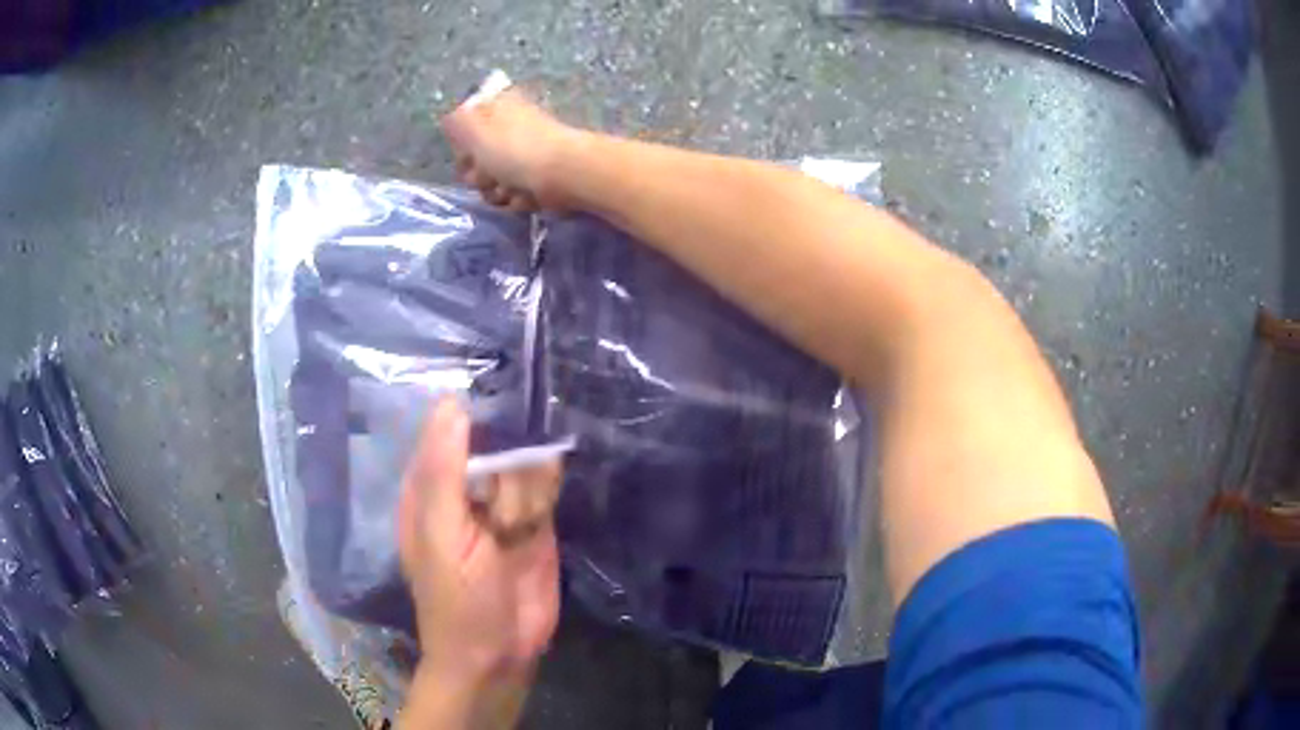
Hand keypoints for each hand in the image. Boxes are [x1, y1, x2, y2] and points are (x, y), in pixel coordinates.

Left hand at [397, 399, 562, 694]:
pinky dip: (546, 489)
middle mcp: (464, 487)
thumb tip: (452, 404)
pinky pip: (545, 485)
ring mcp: (502, 502)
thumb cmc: (456, 598)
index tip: (495, 406)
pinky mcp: (536, 520)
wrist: (499, 652)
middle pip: (492, 437)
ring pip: (522, 459)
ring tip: (514, 529)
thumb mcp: (442, 536)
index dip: (471, 414)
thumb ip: (445, 472)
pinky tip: (533, 522)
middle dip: (506, 454)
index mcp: (428, 486)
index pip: (447, 429)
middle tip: (502, 499)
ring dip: (526, 486)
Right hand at [441, 85, 583, 210]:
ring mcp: (525, 155)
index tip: (466, 156)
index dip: (463, 149)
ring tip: (509, 188)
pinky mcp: (538, 179)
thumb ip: (455, 122)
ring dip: (496, 191)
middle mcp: (511, 128)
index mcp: (498, 109)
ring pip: (493, 182)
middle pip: (476, 161)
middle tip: (487, 175)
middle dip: (478, 175)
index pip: (465, 132)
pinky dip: (517, 199)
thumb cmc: (514, 149)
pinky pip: (514, 195)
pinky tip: (525, 195)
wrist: (564, 174)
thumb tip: (450, 121)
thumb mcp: (472, 127)